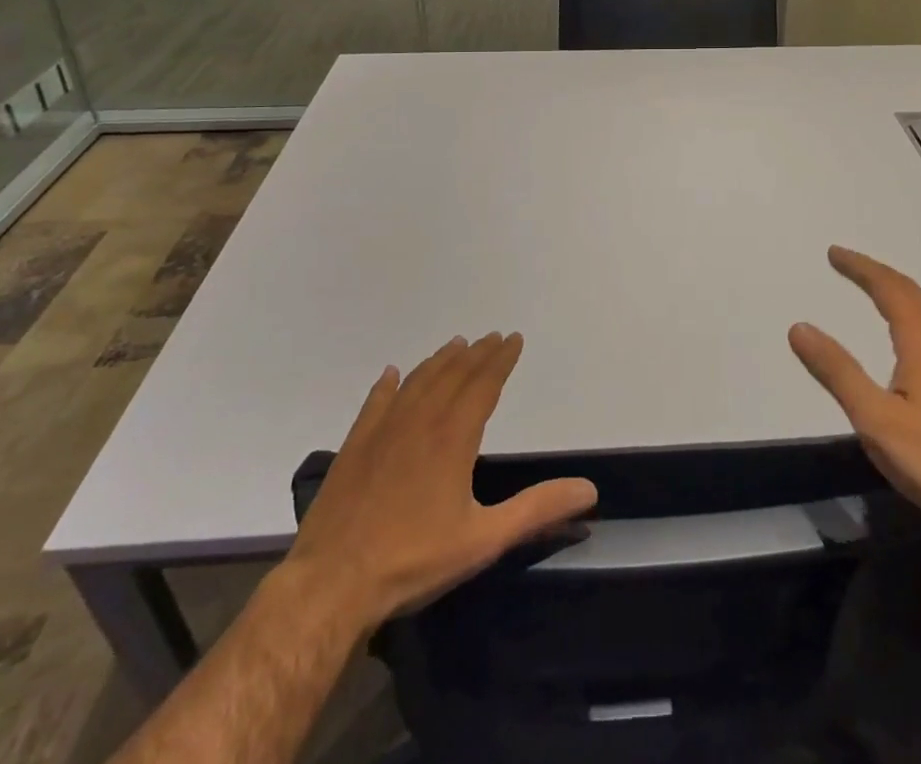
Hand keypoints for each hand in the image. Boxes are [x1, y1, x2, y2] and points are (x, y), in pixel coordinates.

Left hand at [284, 333, 597, 623]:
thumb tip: (589, 490)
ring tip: (455, 344)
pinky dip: (387, 384)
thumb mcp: (484, 539)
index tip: (513, 339)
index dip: (501, 360)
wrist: (331, 585)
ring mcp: (382, 431)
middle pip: (453, 375)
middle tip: (492, 336)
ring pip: (417, 381)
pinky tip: (392, 373)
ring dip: (440, 360)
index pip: (483, 384)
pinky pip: (375, 403)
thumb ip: (537, 509)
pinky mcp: (354, 447)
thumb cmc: (413, 560)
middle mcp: (420, 421)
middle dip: (476, 353)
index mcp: (453, 437)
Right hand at [789, 246, 920, 542]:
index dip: (859, 267)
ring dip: (895, 290)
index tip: (833, 254)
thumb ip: (837, 371)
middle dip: (875, 273)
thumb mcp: (874, 418)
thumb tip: (799, 328)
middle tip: (845, 263)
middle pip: (909, 290)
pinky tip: (908, 330)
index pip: (887, 286)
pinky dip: (911, 310)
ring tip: (871, 288)